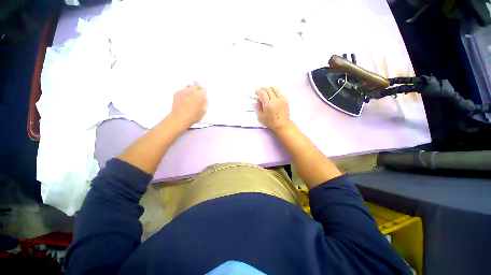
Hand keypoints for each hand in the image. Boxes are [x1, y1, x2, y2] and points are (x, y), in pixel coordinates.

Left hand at [170, 82, 207, 127]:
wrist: (180, 118)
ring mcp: (183, 91)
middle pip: (196, 83)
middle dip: (197, 87)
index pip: (204, 89)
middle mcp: (192, 90)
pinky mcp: (177, 93)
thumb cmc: (194, 116)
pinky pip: (182, 90)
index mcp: (200, 95)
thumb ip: (205, 102)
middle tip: (197, 93)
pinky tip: (184, 100)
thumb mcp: (204, 111)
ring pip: (188, 86)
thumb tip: (204, 98)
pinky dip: (184, 93)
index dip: (203, 92)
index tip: (203, 96)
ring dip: (190, 89)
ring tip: (190, 96)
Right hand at [255, 87, 291, 131]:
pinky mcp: (285, 100)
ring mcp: (281, 99)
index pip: (262, 93)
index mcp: (268, 104)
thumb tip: (256, 100)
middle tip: (260, 91)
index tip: (256, 92)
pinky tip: (273, 96)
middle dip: (263, 89)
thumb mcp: (261, 117)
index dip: (258, 91)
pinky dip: (275, 92)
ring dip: (269, 88)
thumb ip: (258, 107)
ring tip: (266, 92)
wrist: (282, 124)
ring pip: (275, 88)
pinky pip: (279, 92)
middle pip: (268, 89)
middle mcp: (275, 100)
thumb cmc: (271, 122)